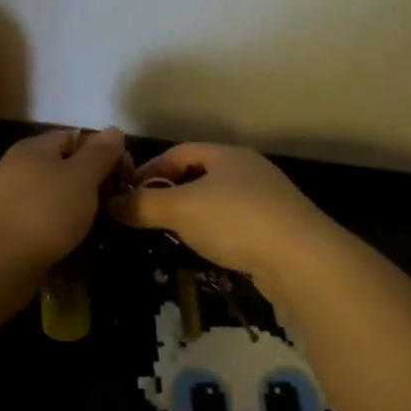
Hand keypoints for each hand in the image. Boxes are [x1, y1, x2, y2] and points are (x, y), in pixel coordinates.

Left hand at [0, 127, 127, 284]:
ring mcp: (7, 200)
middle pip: (62, 167)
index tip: (125, 175)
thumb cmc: (43, 213)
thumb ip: (99, 154)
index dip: (102, 152)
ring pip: (51, 196)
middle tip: (114, 202)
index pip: (75, 137)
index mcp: (34, 148)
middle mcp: (16, 168)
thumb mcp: (81, 178)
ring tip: (96, 226)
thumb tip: (114, 129)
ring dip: (74, 209)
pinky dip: (56, 229)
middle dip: (90, 183)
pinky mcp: (4, 229)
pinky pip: (38, 221)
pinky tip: (69, 243)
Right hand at [107, 142, 334, 281]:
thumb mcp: (180, 209)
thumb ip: (143, 205)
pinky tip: (205, 251)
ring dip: (192, 216)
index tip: (126, 189)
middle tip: (144, 214)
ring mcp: (267, 200)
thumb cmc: (235, 220)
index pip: (180, 151)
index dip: (150, 168)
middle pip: (200, 175)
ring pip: (218, 202)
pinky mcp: (277, 229)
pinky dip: (214, 234)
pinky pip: (235, 225)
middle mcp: (249, 170)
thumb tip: (110, 203)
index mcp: (227, 155)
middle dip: (170, 193)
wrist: (301, 258)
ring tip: (169, 235)